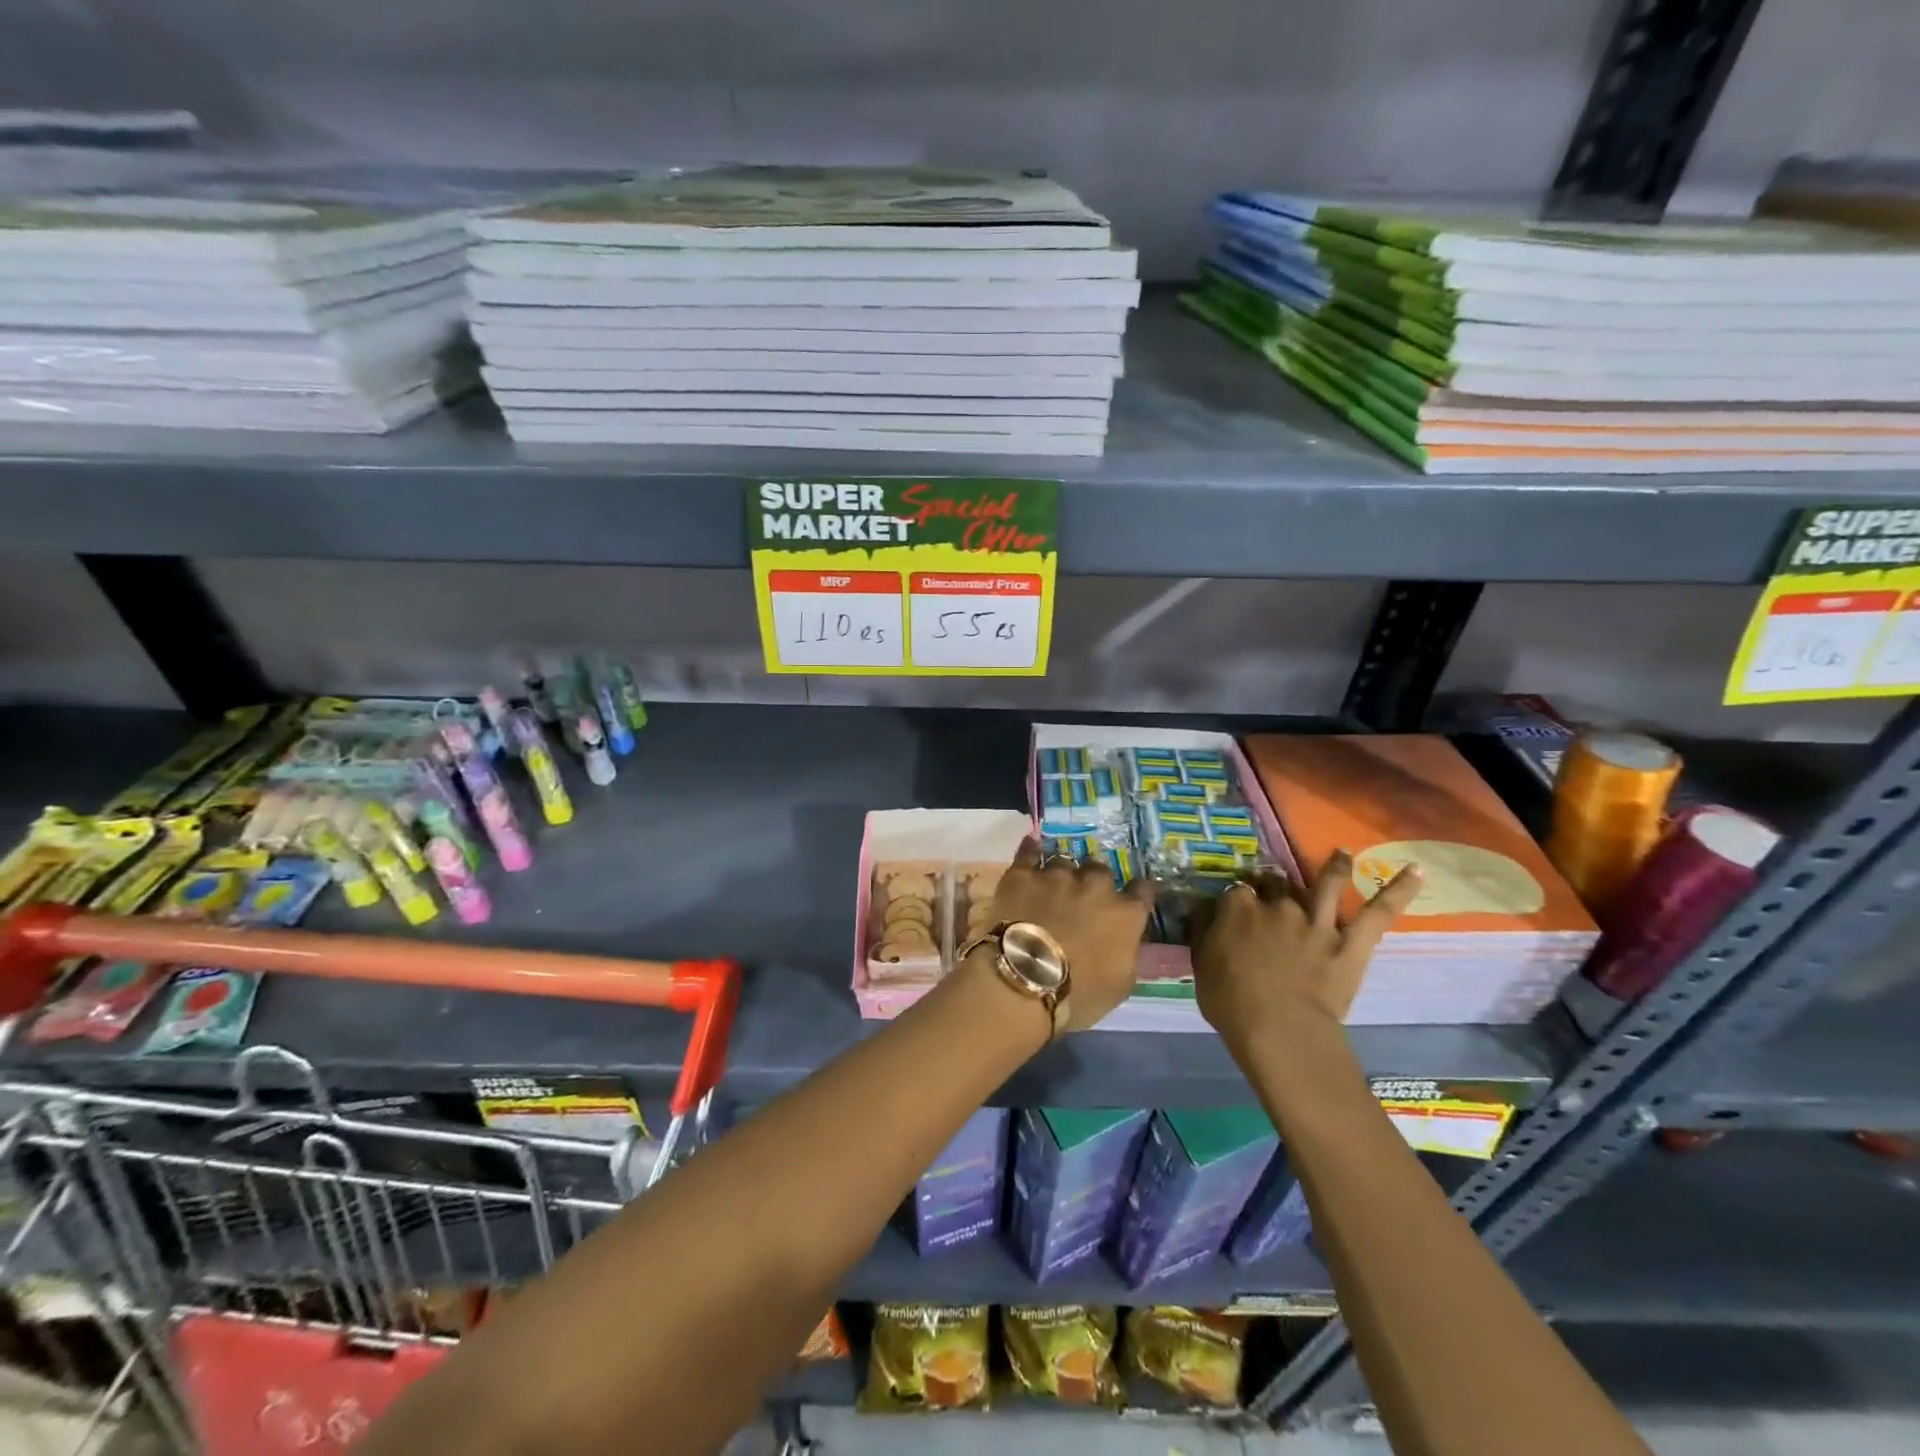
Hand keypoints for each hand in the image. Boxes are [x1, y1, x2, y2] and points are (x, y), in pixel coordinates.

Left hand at [985, 837, 1154, 1031]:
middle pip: (1101, 871)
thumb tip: (1124, 940)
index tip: (1134, 895)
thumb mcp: (1120, 984)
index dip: (1138, 891)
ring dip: (1064, 871)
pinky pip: (1029, 852)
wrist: (1025, 977)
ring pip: (1065, 860)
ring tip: (1055, 881)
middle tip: (1085, 896)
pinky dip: (1032, 850)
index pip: (1142, 890)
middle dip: (1095, 881)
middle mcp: (1095, 886)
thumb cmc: (1079, 993)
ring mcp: (1057, 876)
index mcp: (1125, 914)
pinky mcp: (1023, 874)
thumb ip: (1127, 952)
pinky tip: (1032, 847)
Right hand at [1192, 851, 1421, 1056]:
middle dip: (1274, 881)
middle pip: (1277, 883)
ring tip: (1343, 853)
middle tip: (1274, 885)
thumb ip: (1201, 931)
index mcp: (1239, 909)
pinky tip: (1416, 871)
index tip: (1235, 904)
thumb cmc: (1231, 1003)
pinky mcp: (1351, 941)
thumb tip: (1199, 905)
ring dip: (1335, 866)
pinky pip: (1378, 913)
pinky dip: (1398, 891)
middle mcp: (1279, 905)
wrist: (1280, 1030)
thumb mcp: (1201, 965)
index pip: (1236, 890)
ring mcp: (1318, 920)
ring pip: (1327, 883)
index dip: (1236, 896)